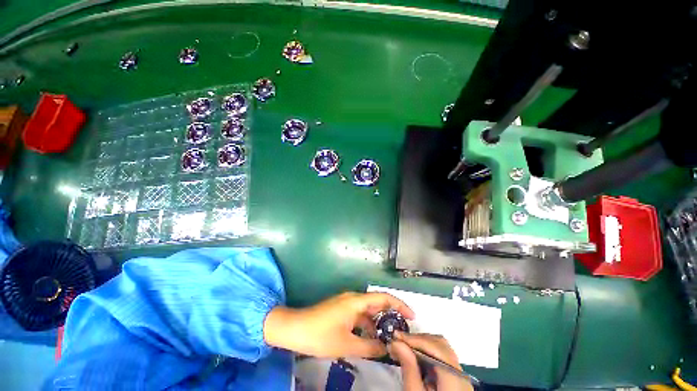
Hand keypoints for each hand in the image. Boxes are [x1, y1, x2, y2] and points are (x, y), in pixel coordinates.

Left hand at [263, 292, 413, 357]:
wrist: (295, 328)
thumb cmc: (320, 335)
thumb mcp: (347, 344)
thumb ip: (369, 346)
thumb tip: (386, 348)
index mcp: (356, 301)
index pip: (383, 298)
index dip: (399, 305)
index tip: (412, 316)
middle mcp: (353, 298)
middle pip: (377, 303)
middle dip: (391, 315)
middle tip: (403, 330)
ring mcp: (346, 303)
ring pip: (368, 310)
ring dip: (378, 322)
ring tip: (388, 338)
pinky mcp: (341, 309)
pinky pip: (359, 315)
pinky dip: (367, 325)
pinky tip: (369, 338)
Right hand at [389, 332, 472, 390]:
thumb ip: (409, 368)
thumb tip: (397, 343)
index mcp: (454, 379)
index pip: (435, 347)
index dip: (414, 339)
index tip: (395, 336)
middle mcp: (461, 373)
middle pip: (439, 344)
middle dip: (417, 340)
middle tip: (398, 341)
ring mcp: (460, 375)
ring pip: (441, 347)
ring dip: (421, 343)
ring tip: (403, 346)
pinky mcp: (455, 378)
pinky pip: (442, 356)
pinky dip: (426, 351)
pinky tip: (414, 354)